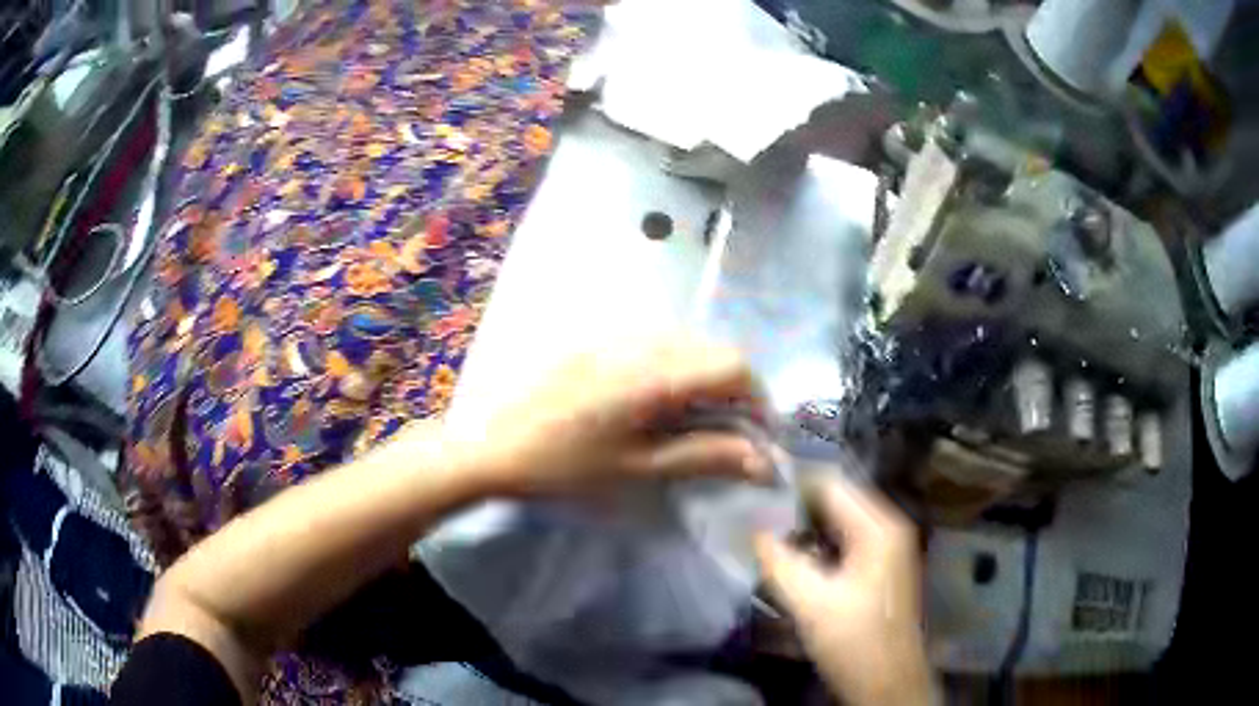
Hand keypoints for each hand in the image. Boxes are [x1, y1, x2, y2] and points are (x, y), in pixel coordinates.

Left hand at [465, 338, 774, 497]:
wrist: (491, 444)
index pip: (735, 366)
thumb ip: (705, 457)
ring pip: (687, 342)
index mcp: (655, 375)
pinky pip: (655, 341)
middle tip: (729, 430)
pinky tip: (656, 398)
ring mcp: (615, 336)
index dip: (758, 399)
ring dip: (705, 374)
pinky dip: (675, 365)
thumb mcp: (638, 469)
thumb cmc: (564, 466)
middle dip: (735, 387)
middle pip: (714, 348)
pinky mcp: (595, 339)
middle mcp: (642, 343)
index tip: (757, 434)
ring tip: (695, 416)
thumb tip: (763, 461)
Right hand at [755, 476, 935, 705]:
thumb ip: (779, 561)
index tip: (752, 484)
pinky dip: (816, 545)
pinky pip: (843, 543)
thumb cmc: (854, 640)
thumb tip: (752, 527)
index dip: (791, 481)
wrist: (887, 683)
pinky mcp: (878, 570)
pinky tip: (790, 557)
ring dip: (803, 527)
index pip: (831, 484)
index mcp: (879, 527)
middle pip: (836, 502)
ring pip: (838, 524)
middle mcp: (888, 528)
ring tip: (762, 530)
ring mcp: (886, 550)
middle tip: (751, 510)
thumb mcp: (811, 603)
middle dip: (795, 506)